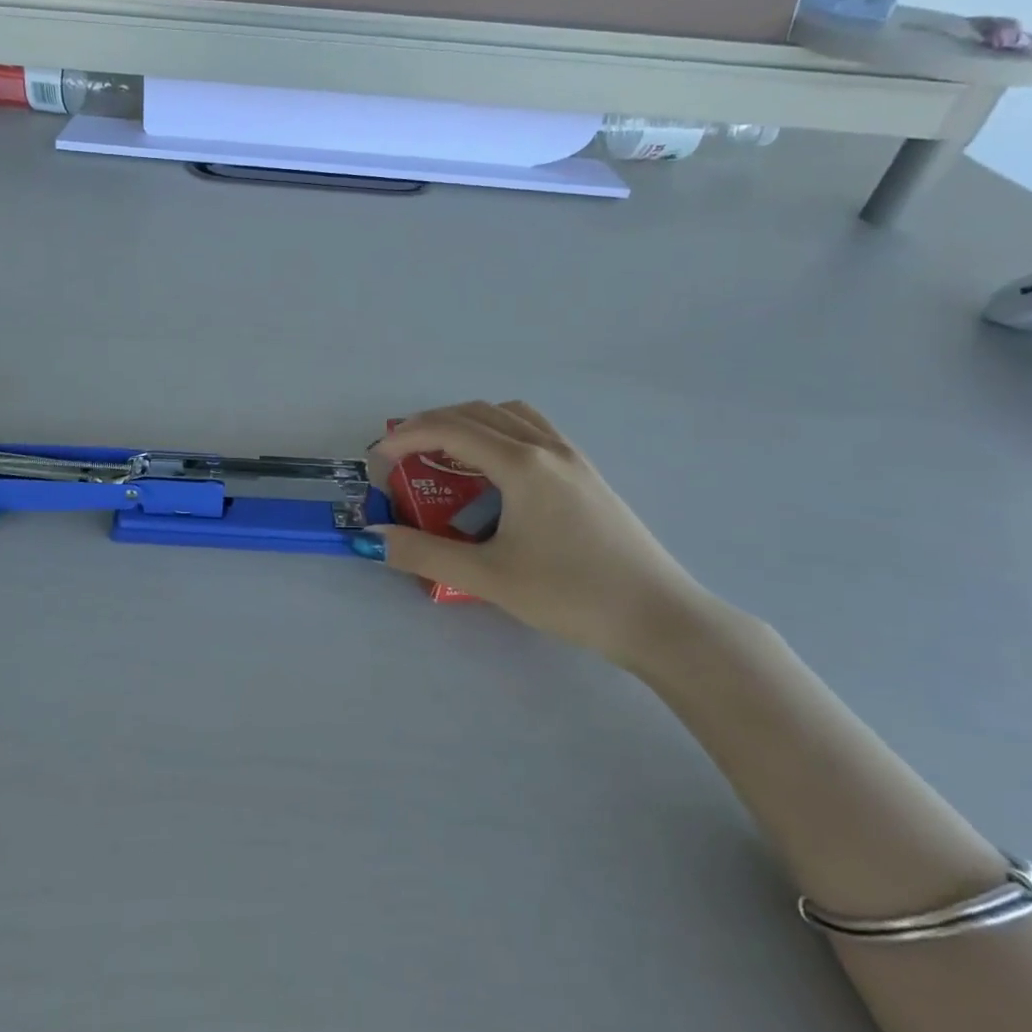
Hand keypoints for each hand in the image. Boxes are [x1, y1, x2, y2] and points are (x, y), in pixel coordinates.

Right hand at [368, 401, 715, 665]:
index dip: (406, 436)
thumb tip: (372, 539)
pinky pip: (533, 429)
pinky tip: (495, 469)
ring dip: (469, 422)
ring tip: (445, 452)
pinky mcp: (587, 474)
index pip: (450, 430)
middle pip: (477, 412)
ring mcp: (572, 457)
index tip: (378, 458)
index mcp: (521, 464)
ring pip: (510, 414)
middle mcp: (546, 447)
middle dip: (432, 425)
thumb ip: (423, 553)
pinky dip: (500, 431)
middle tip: (403, 454)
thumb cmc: (570, 594)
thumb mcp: (488, 577)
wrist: (659, 618)